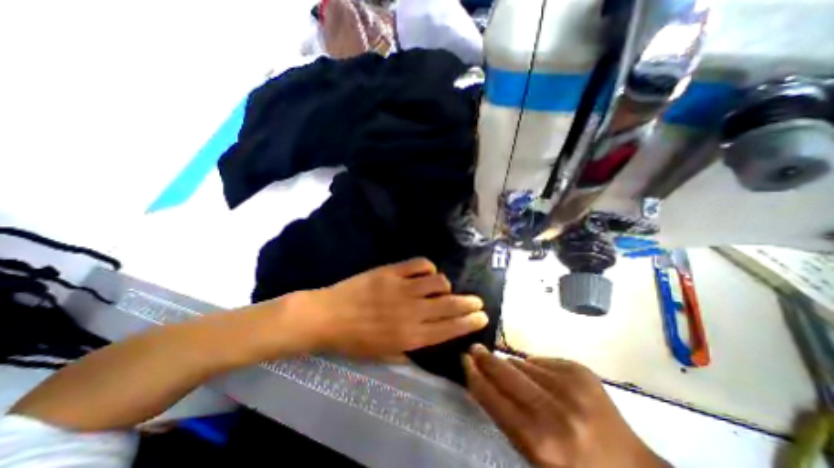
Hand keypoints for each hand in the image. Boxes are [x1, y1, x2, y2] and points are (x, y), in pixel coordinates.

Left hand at [298, 260, 485, 358]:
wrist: (328, 316)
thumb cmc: (355, 341)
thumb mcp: (384, 354)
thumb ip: (410, 347)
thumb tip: (431, 337)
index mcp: (410, 336)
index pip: (449, 328)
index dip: (469, 322)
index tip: (482, 316)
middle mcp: (412, 312)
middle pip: (450, 305)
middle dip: (469, 303)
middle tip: (477, 301)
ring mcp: (402, 288)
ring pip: (439, 282)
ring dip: (446, 285)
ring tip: (443, 288)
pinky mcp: (392, 271)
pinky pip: (420, 264)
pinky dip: (428, 268)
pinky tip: (426, 273)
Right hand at [463, 344, 669, 467]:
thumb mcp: (533, 454)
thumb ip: (506, 417)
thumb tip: (486, 379)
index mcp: (538, 441)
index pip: (491, 396)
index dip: (474, 375)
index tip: (464, 360)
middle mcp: (552, 411)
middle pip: (504, 371)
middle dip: (484, 358)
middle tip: (474, 349)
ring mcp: (569, 386)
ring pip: (522, 363)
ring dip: (513, 368)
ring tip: (516, 378)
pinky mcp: (579, 371)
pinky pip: (541, 361)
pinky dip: (535, 368)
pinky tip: (543, 381)